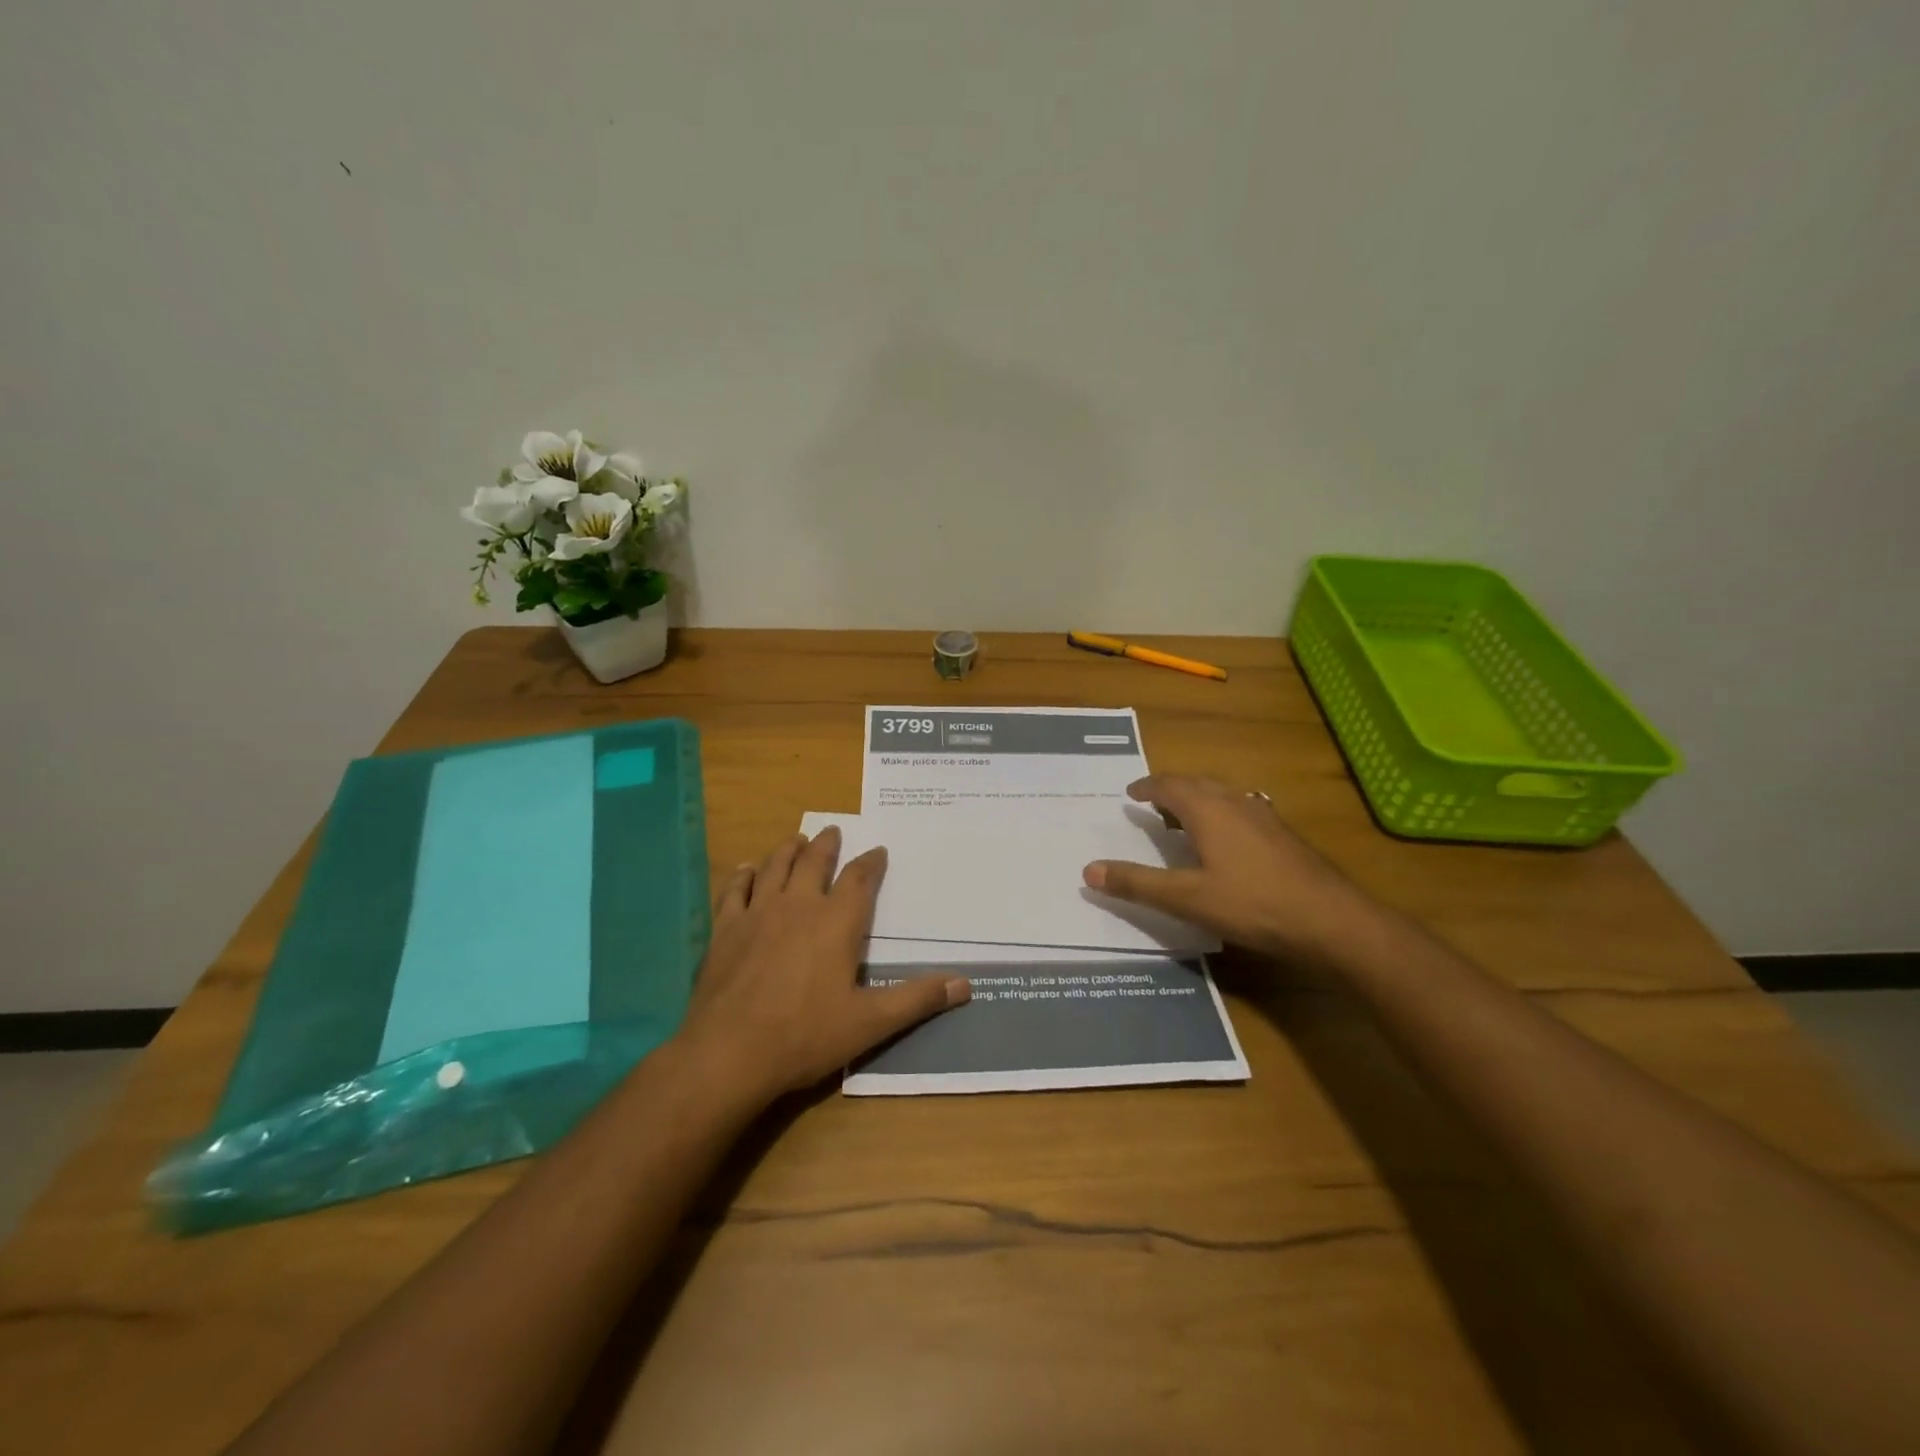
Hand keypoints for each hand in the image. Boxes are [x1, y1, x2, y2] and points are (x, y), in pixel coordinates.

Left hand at [676, 826, 969, 1107]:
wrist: (729, 1053)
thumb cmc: (805, 1035)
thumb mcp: (870, 1022)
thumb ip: (917, 999)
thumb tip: (966, 984)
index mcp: (836, 923)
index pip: (859, 880)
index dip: (871, 863)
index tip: (878, 851)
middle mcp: (798, 906)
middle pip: (814, 862)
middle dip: (827, 845)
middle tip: (833, 831)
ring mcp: (758, 913)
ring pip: (775, 868)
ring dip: (788, 850)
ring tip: (796, 839)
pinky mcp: (725, 929)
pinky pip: (735, 890)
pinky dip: (743, 875)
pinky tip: (746, 869)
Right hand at [1083, 775, 1373, 960]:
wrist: (1332, 920)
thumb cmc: (1253, 904)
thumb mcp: (1187, 899)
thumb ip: (1138, 883)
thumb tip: (1088, 869)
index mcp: (1208, 809)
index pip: (1169, 785)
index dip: (1147, 787)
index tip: (1130, 793)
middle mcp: (1236, 802)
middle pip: (1197, 784)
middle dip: (1171, 791)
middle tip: (1152, 806)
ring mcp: (1265, 816)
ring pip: (1223, 796)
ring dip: (1198, 801)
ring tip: (1182, 822)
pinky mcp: (1284, 835)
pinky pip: (1241, 810)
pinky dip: (1220, 815)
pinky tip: (1226, 843)